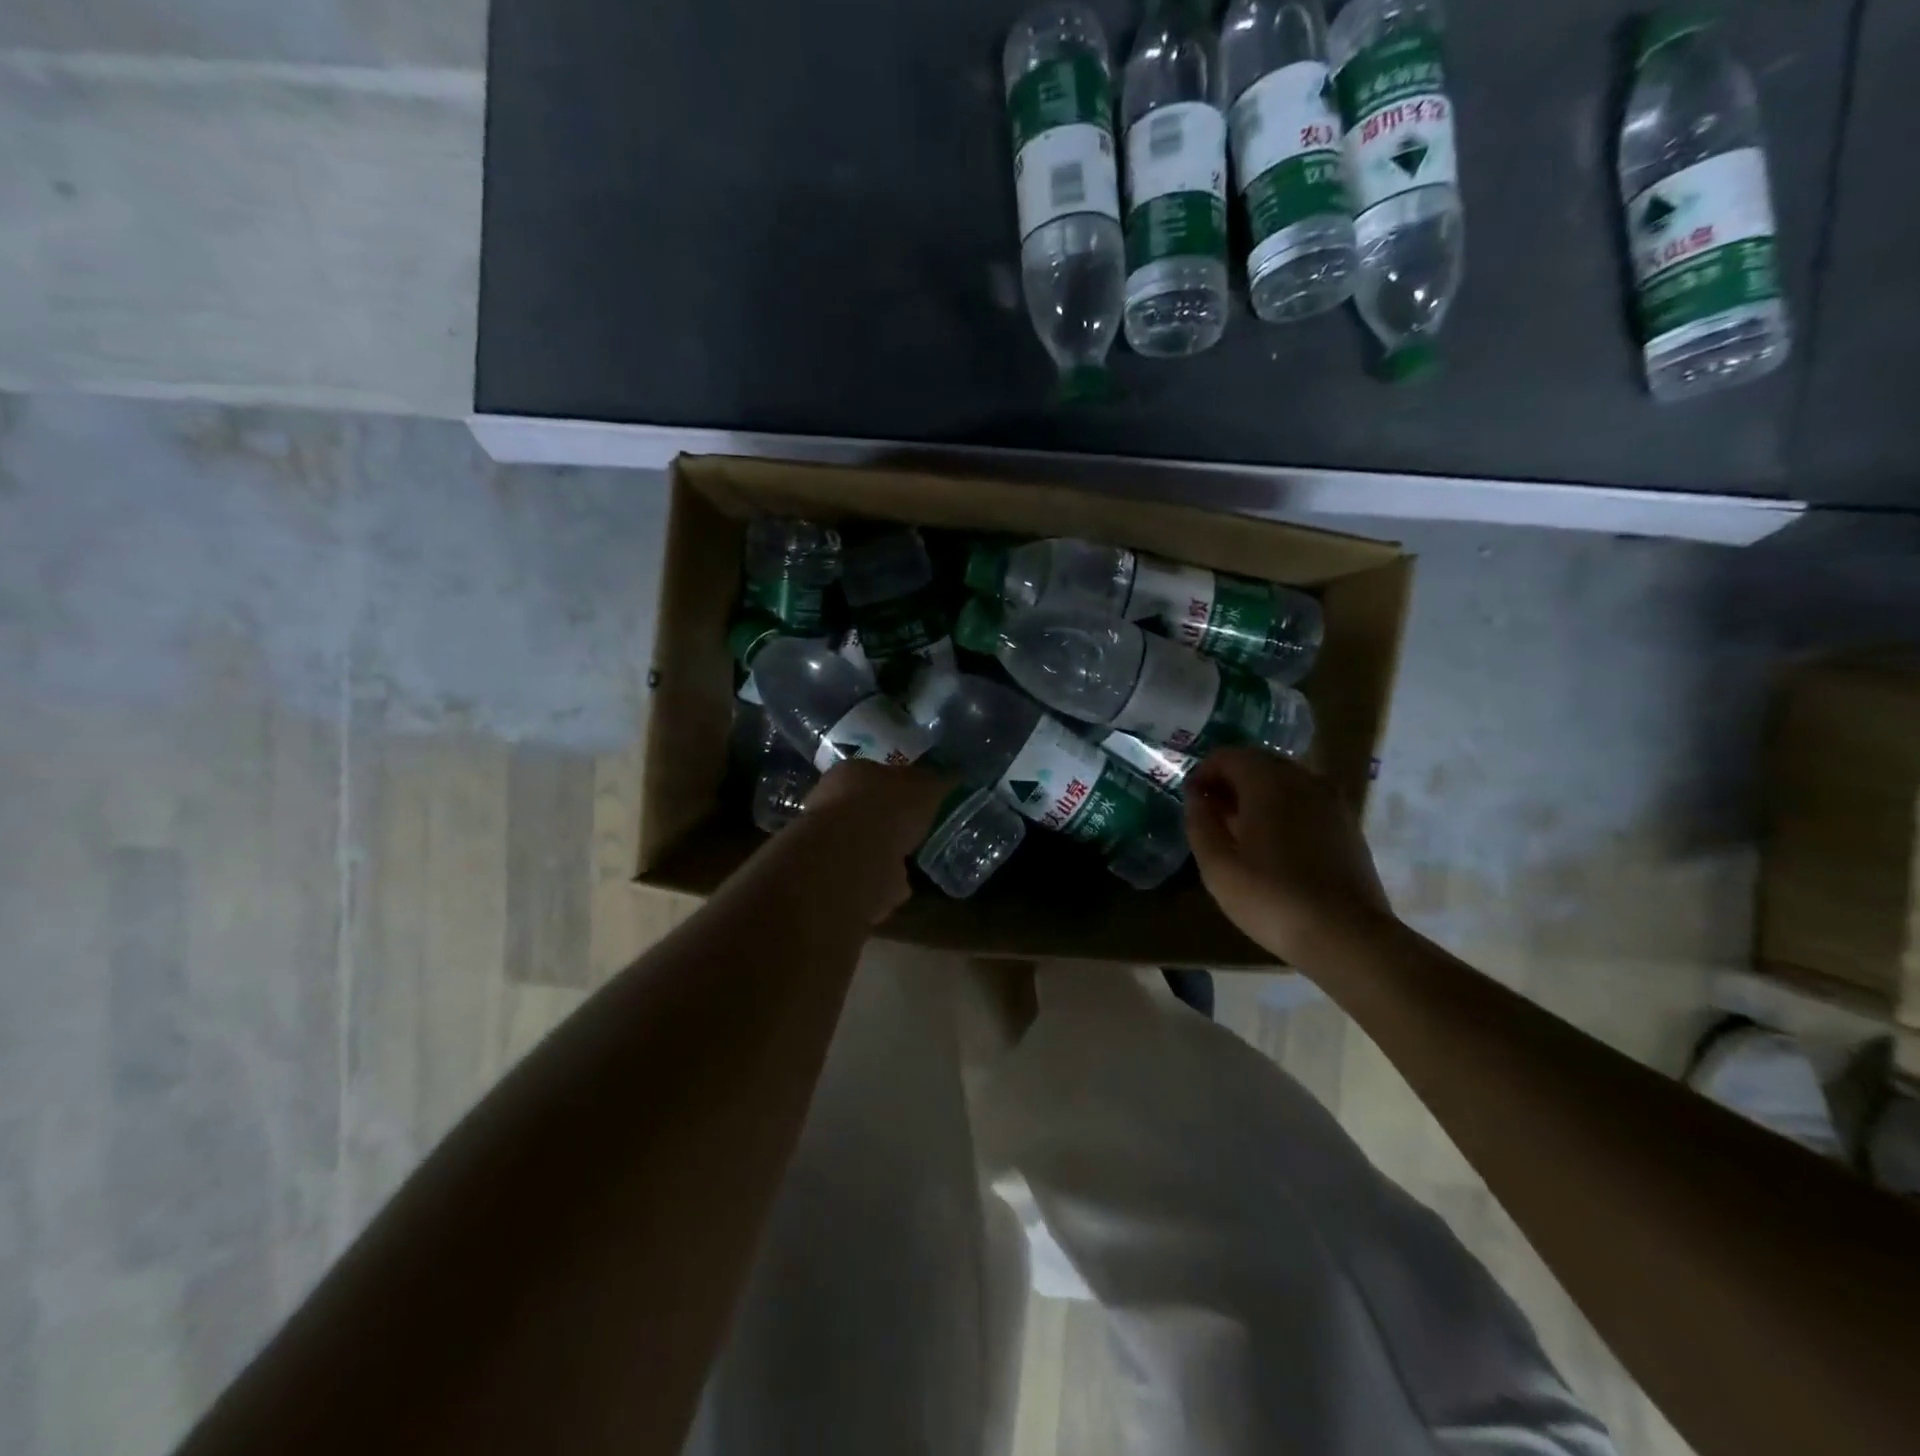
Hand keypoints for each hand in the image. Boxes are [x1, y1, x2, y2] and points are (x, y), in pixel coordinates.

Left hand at [782, 760, 953, 920]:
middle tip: (919, 831)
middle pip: (867, 810)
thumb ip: (939, 781)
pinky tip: (902, 886)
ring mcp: (829, 844)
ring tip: (914, 860)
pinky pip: (867, 877)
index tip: (921, 799)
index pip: (876, 773)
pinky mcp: (835, 878)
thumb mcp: (926, 786)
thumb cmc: (886, 809)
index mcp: (849, 772)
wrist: (853, 861)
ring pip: (865, 846)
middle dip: (891, 822)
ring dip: (886, 854)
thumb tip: (956, 775)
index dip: (900, 786)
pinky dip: (883, 882)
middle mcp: (830, 804)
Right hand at [1185, 748, 1392, 963]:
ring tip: (1240, 832)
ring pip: (1285, 782)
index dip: (1203, 774)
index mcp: (1268, 781)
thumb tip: (1197, 797)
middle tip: (1212, 816)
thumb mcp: (1217, 865)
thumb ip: (1200, 823)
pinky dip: (1284, 810)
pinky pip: (1306, 802)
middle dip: (1231, 782)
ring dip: (1257, 797)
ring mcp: (1332, 801)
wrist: (1346, 936)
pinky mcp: (1348, 825)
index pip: (1228, 756)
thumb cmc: (1271, 897)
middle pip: (1258, 763)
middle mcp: (1304, 779)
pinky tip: (1274, 846)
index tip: (1191, 802)